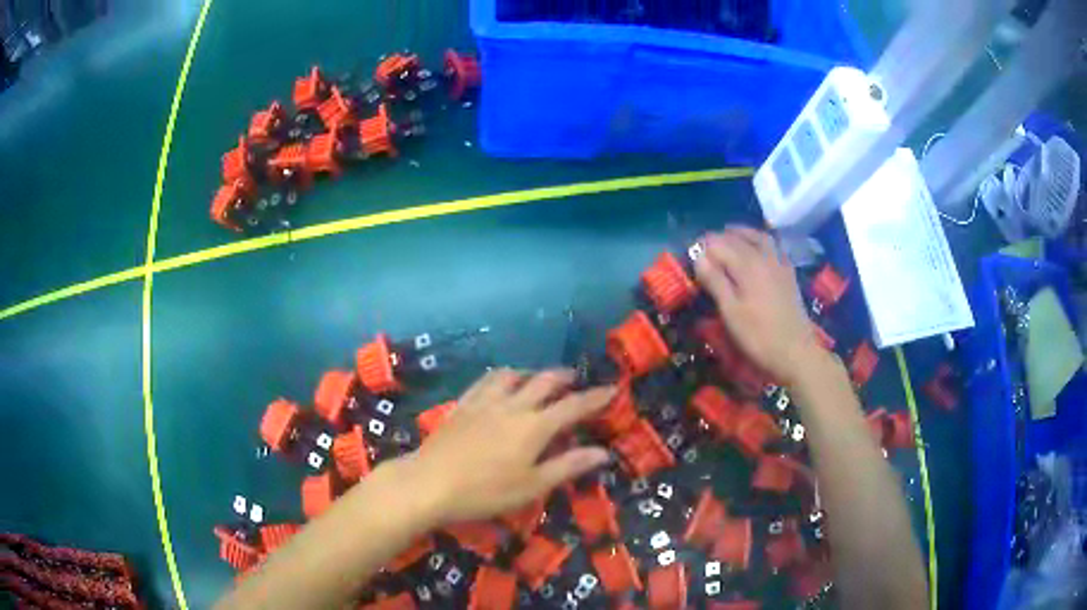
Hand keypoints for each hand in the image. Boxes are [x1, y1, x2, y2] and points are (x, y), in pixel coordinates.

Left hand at [406, 369, 614, 524]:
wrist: (430, 483)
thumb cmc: (486, 492)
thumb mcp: (532, 485)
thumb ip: (568, 466)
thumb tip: (603, 452)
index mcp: (534, 426)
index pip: (573, 406)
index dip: (595, 397)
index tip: (612, 388)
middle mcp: (512, 405)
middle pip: (544, 381)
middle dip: (564, 377)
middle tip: (575, 379)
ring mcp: (484, 402)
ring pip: (513, 375)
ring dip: (531, 373)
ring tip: (537, 379)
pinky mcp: (463, 404)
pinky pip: (486, 381)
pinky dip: (502, 377)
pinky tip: (500, 385)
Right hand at [694, 227, 824, 387]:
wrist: (796, 353)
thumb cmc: (759, 337)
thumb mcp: (731, 312)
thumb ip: (715, 281)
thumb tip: (699, 256)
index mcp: (747, 265)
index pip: (719, 244)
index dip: (702, 246)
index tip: (690, 253)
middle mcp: (764, 257)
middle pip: (738, 237)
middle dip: (719, 238)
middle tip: (704, 245)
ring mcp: (779, 264)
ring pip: (759, 237)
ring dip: (743, 233)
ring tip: (730, 235)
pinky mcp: (789, 274)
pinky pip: (774, 247)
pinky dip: (762, 241)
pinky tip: (758, 249)